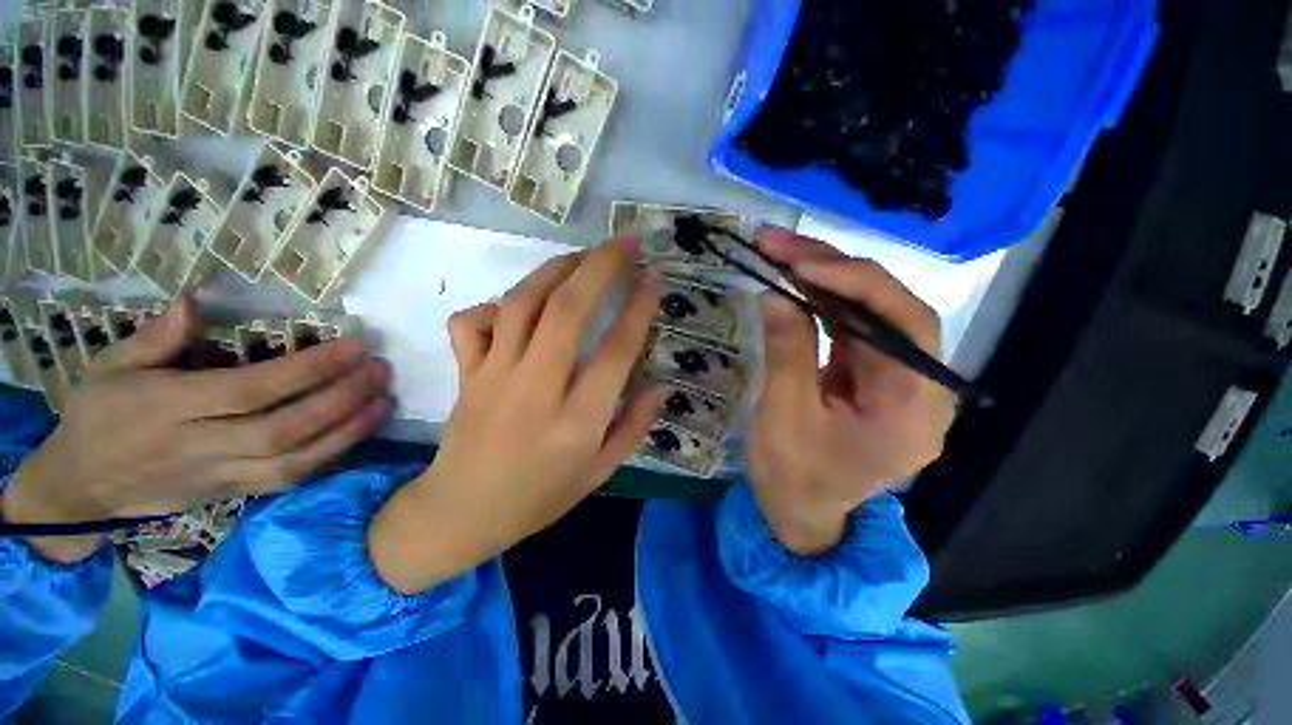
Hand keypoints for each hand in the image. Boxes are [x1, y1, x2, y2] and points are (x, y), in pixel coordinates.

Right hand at [2, 298, 391, 563]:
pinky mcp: (233, 496)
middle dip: (342, 398)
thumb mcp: (108, 367)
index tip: (356, 345)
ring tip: (386, 399)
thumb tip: (198, 300)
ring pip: (295, 460)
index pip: (252, 389)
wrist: (79, 489)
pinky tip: (362, 431)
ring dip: (349, 430)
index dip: (309, 368)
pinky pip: (289, 481)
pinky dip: (331, 457)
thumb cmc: (96, 416)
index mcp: (167, 408)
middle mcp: (200, 446)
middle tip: (381, 369)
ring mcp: (220, 477)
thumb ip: (154, 338)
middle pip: (284, 427)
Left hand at [370, 239, 667, 594]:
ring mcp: (494, 376)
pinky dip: (498, 302)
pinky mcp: (466, 372)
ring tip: (582, 255)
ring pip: (523, 304)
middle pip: (568, 312)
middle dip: (600, 268)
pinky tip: (520, 303)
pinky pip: (474, 321)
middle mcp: (537, 390)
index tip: (653, 279)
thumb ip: (634, 427)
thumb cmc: (540, 497)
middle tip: (623, 244)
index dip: (638, 309)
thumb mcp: (600, 473)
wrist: (460, 513)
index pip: (616, 352)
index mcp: (577, 422)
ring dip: (556, 270)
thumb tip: (662, 386)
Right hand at [746, 228, 955, 556]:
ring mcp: (896, 379)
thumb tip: (774, 294)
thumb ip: (787, 352)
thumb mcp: (783, 417)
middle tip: (780, 244)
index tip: (800, 262)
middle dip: (833, 269)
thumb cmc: (793, 477)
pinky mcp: (873, 375)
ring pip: (869, 312)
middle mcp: (919, 387)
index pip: (904, 324)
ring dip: (824, 279)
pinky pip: (853, 328)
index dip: (856, 282)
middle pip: (889, 308)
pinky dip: (822, 303)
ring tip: (780, 254)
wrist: (799, 512)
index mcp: (912, 409)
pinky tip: (795, 284)